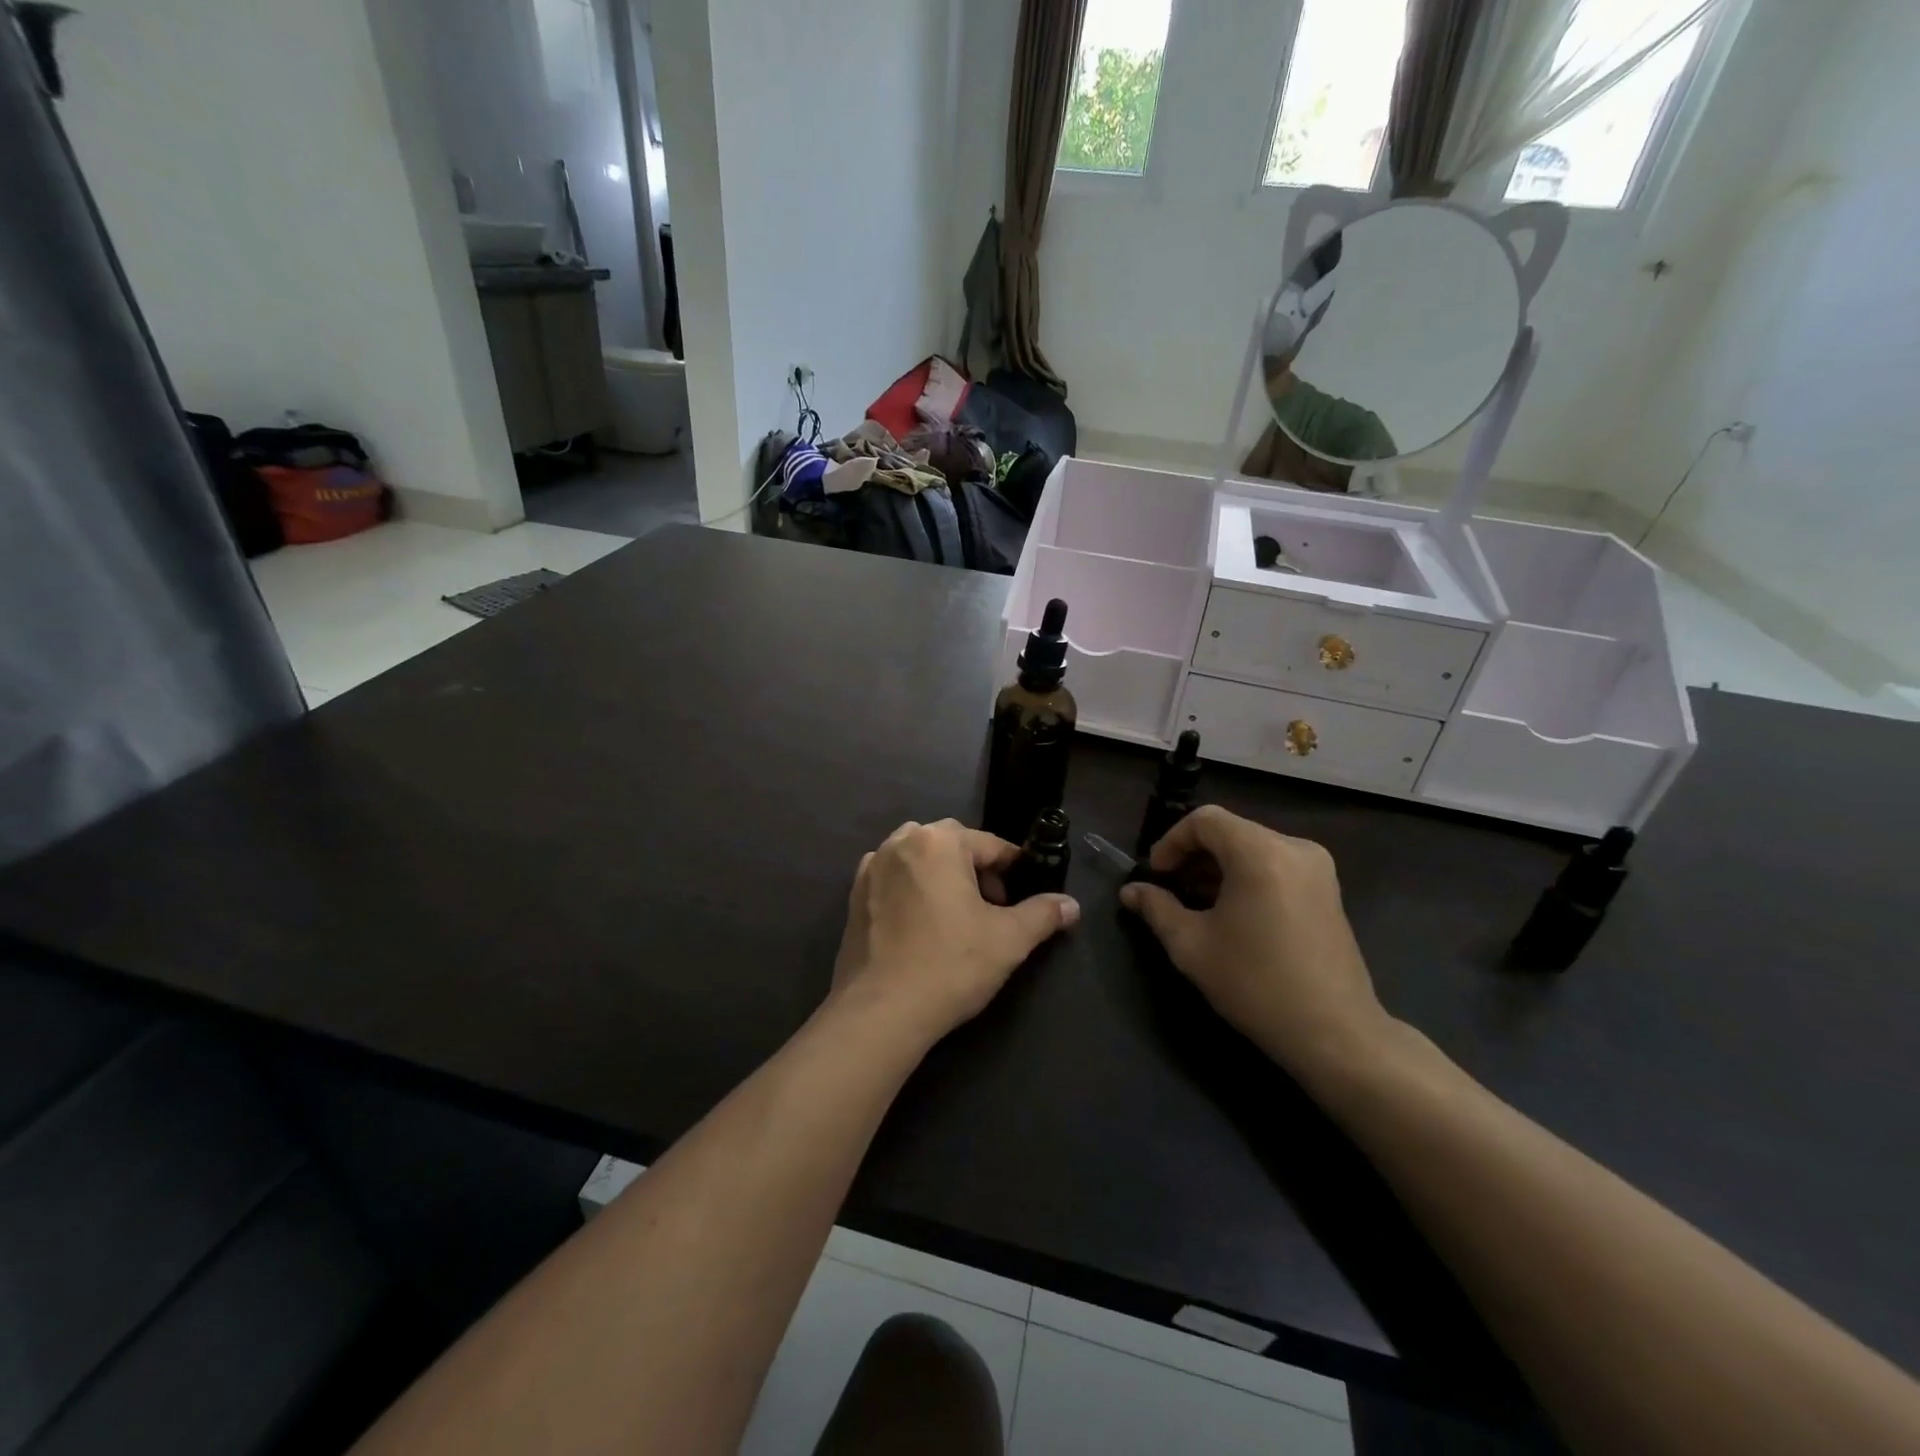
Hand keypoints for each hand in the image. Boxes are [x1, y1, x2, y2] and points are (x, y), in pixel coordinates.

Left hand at [830, 820, 1078, 1048]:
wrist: (881, 1011)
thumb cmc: (950, 965)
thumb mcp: (1009, 940)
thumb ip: (1043, 915)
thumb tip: (1071, 905)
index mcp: (938, 840)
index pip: (990, 844)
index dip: (1014, 869)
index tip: (1027, 895)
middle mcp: (900, 842)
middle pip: (952, 846)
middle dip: (977, 871)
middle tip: (993, 909)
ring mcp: (872, 868)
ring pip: (920, 860)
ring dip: (943, 878)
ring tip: (958, 918)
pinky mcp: (853, 896)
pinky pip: (894, 880)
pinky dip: (913, 892)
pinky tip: (923, 927)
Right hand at [1120, 806, 1391, 1084]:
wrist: (1335, 1033)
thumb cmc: (1256, 984)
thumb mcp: (1191, 946)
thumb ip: (1157, 908)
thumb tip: (1131, 891)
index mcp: (1261, 852)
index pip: (1205, 820)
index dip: (1171, 841)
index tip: (1156, 875)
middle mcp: (1294, 848)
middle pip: (1230, 831)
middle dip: (1193, 855)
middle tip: (1170, 890)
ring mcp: (1317, 868)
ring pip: (1252, 847)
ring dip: (1218, 867)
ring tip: (1196, 904)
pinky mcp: (1328, 889)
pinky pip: (1275, 864)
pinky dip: (1246, 877)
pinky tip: (1231, 913)